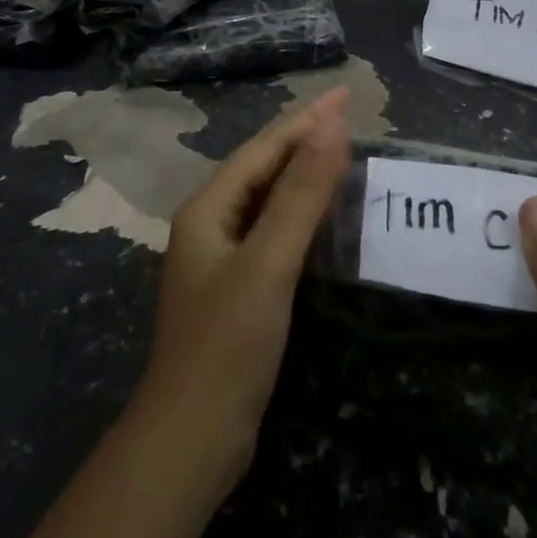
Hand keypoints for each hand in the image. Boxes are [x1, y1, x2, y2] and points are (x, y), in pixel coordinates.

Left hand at [0, 90, 350, 537]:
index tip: (345, 95)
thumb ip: (301, 192)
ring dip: (302, 169)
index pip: (265, 147)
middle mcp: (210, 222)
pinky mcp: (235, 285)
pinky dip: (298, 208)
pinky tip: (319, 212)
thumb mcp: (269, 262)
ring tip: (338, 150)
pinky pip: (271, 227)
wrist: (190, 441)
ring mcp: (220, 256)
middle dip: (303, 136)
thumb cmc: (227, 344)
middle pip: (262, 165)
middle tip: (346, 114)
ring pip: (266, 196)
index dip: (306, 119)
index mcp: (209, 207)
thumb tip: (331, 124)